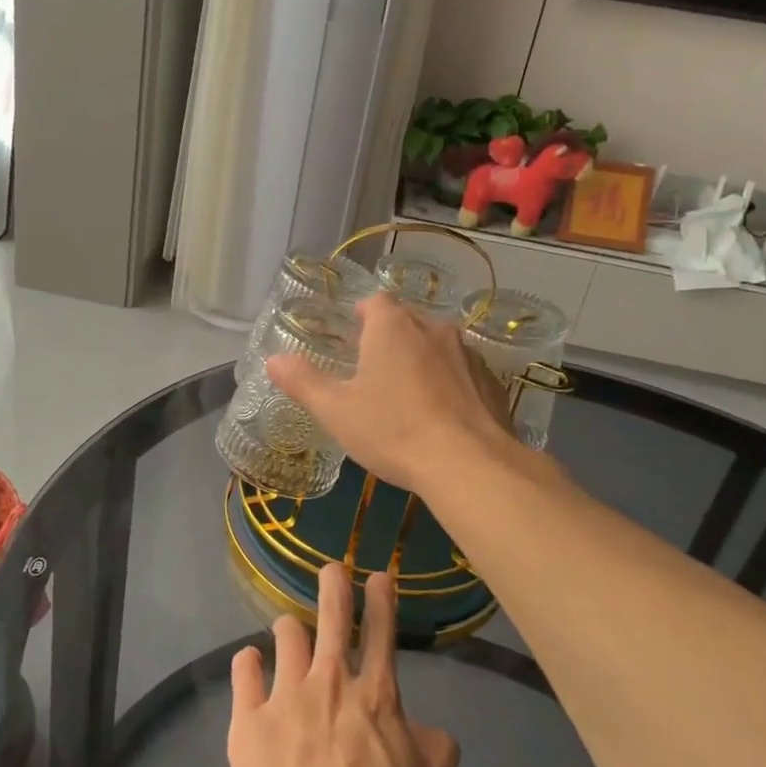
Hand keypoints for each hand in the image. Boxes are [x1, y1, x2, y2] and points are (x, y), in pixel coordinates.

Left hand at [228, 563, 459, 766]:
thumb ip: (435, 746)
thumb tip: (419, 727)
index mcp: (377, 695)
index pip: (382, 630)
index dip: (381, 597)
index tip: (377, 575)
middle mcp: (329, 682)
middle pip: (331, 614)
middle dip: (334, 583)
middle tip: (331, 569)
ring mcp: (285, 697)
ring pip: (285, 635)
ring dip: (291, 631)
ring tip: (289, 635)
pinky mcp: (247, 721)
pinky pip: (243, 670)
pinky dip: (249, 664)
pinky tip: (252, 666)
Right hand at [268, 293, 513, 497]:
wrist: (469, 464)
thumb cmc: (393, 430)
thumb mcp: (336, 411)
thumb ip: (303, 382)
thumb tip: (274, 360)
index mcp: (393, 327)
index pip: (376, 302)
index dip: (362, 315)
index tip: (353, 338)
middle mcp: (433, 329)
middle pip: (407, 322)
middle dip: (390, 339)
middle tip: (373, 372)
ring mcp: (468, 355)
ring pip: (437, 347)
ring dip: (422, 361)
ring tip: (407, 397)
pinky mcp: (492, 383)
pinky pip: (463, 374)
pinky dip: (451, 385)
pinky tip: (442, 418)